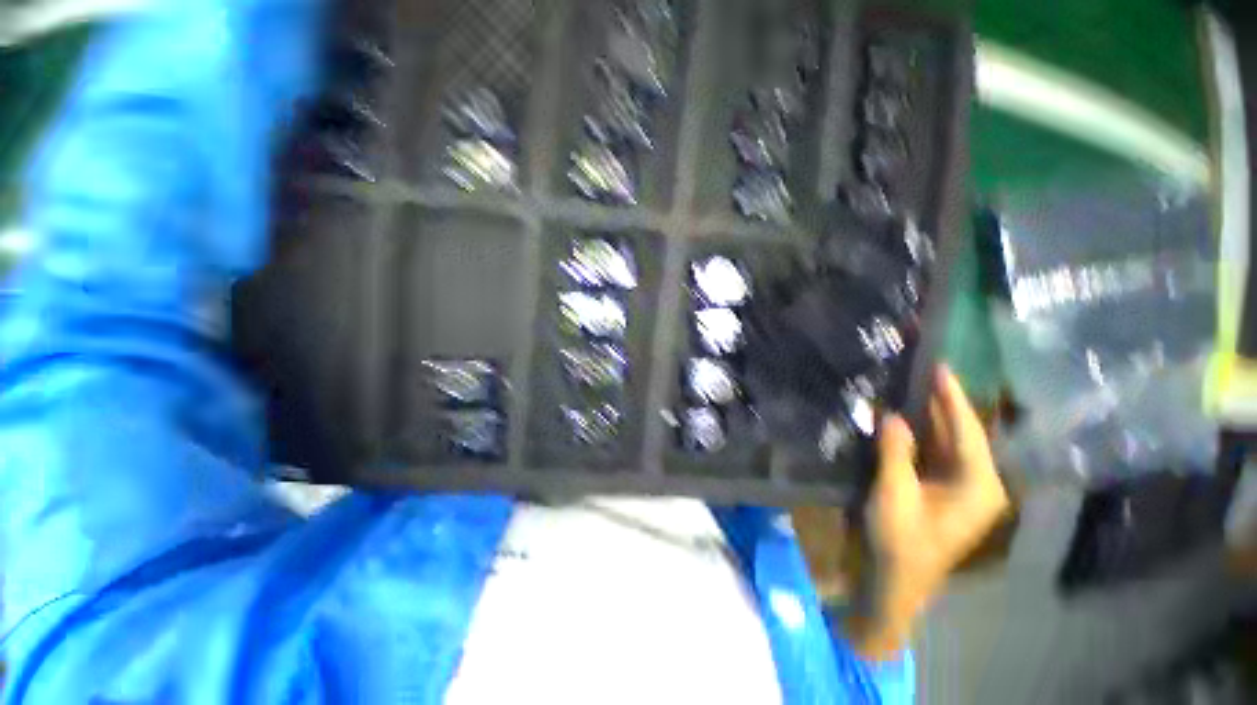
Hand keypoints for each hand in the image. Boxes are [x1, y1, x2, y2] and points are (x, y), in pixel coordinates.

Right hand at [844, 365, 1008, 660]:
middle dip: (945, 402)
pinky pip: (935, 453)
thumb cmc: (900, 540)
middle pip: (962, 433)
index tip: (940, 366)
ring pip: (948, 442)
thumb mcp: (894, 494)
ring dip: (931, 416)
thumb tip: (893, 415)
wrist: (894, 578)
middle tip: (925, 369)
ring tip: (915, 384)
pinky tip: (907, 416)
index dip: (952, 397)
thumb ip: (895, 452)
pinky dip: (921, 433)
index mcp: (979, 485)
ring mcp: (960, 487)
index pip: (968, 430)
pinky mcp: (941, 490)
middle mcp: (978, 483)